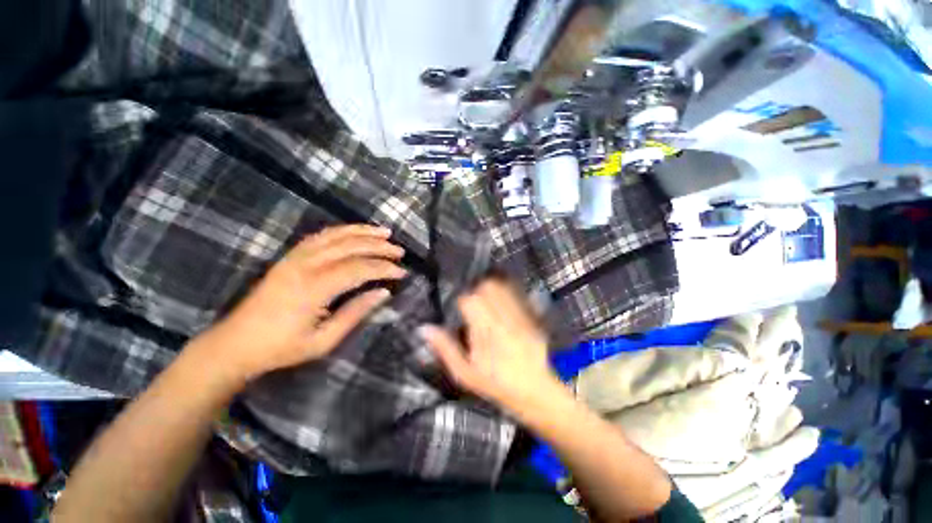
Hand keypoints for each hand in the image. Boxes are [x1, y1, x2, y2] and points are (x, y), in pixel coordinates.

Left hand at [198, 225, 405, 382]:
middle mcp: (305, 266)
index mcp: (313, 289)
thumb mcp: (324, 340)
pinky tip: (355, 231)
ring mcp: (294, 258)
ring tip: (385, 232)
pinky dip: (342, 230)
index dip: (384, 268)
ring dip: (363, 232)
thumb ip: (356, 313)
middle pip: (350, 247)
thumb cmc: (282, 348)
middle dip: (379, 247)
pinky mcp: (289, 257)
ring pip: (335, 235)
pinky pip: (319, 236)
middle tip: (400, 252)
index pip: (358, 269)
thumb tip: (383, 293)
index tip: (402, 272)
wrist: (235, 344)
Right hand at [419, 278, 563, 414]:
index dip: (462, 299)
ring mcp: (520, 315)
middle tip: (473, 301)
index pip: (470, 300)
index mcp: (485, 332)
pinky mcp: (532, 315)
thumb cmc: (495, 384)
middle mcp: (503, 319)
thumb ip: (444, 348)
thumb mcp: (464, 373)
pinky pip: (517, 294)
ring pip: (503, 287)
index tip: (460, 307)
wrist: (534, 390)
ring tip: (486, 299)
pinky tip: (502, 301)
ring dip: (491, 287)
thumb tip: (424, 328)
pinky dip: (507, 291)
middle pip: (488, 287)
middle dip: (477, 288)